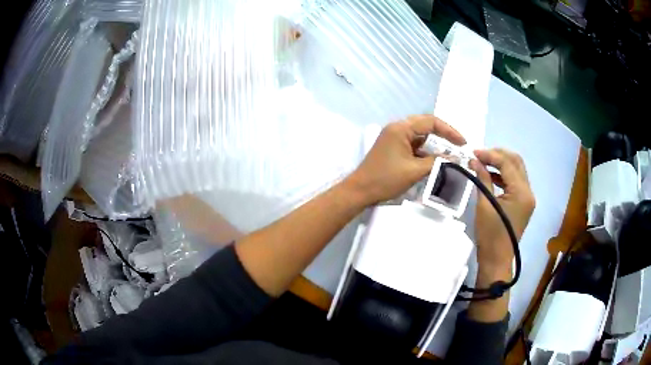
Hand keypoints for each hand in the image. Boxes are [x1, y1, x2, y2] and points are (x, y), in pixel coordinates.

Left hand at [343, 115, 465, 205]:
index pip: (431, 122)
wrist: (360, 191)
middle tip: (458, 145)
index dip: (450, 131)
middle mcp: (397, 128)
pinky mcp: (392, 147)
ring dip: (433, 144)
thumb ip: (437, 162)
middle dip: (443, 135)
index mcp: (401, 128)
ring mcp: (393, 137)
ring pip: (419, 135)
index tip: (463, 143)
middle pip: (425, 125)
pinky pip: (412, 144)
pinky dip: (424, 151)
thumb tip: (456, 158)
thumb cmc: (386, 179)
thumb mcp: (414, 171)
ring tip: (448, 154)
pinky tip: (433, 160)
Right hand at [470, 149, 535, 273]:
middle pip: (516, 162)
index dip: (490, 155)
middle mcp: (529, 191)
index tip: (473, 153)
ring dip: (502, 164)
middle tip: (480, 155)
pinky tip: (492, 176)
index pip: (507, 164)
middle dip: (498, 155)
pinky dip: (505, 176)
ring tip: (484, 164)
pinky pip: (516, 182)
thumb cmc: (490, 235)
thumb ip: (483, 179)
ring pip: (517, 170)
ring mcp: (528, 197)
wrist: (497, 260)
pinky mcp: (524, 203)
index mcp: (521, 192)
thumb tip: (474, 161)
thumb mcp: (484, 205)